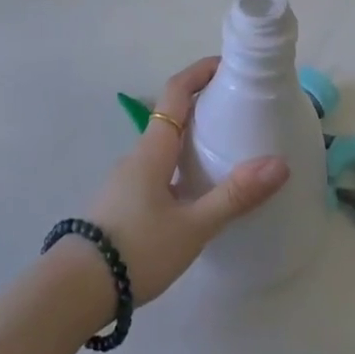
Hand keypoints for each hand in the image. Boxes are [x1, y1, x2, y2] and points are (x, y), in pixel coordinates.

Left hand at [83, 58, 288, 304]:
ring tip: (226, 149)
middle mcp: (139, 155)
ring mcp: (128, 179)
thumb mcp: (192, 226)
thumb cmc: (136, 248)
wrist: (75, 289)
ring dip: (192, 136)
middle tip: (239, 109)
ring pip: (165, 145)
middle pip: (172, 115)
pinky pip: (159, 168)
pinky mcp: (124, 203)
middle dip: (203, 104)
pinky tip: (198, 192)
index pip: (177, 91)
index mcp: (154, 148)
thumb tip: (279, 163)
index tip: (228, 65)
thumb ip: (234, 196)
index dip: (200, 72)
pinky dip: (182, 163)